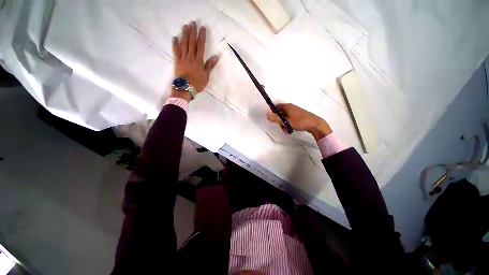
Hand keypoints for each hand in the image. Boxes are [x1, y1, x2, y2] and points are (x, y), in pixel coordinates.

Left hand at [171, 21, 218, 100]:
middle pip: (191, 42)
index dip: (201, 37)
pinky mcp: (177, 61)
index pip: (201, 46)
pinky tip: (175, 37)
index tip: (202, 28)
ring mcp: (183, 58)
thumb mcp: (206, 76)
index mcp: (198, 60)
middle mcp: (190, 57)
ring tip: (185, 26)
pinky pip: (176, 51)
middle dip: (192, 32)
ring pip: (184, 44)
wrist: (185, 88)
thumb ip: (210, 66)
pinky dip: (175, 44)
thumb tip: (216, 57)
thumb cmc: (197, 83)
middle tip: (193, 23)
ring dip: (184, 35)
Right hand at [267, 103, 331, 140]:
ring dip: (284, 123)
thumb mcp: (286, 121)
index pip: (277, 106)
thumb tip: (267, 114)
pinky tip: (290, 129)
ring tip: (287, 129)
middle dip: (279, 120)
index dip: (273, 112)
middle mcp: (291, 107)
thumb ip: (276, 118)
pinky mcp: (299, 115)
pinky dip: (288, 123)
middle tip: (282, 126)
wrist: (315, 124)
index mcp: (287, 106)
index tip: (273, 119)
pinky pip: (290, 118)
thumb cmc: (300, 122)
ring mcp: (295, 111)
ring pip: (285, 117)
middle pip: (280, 112)